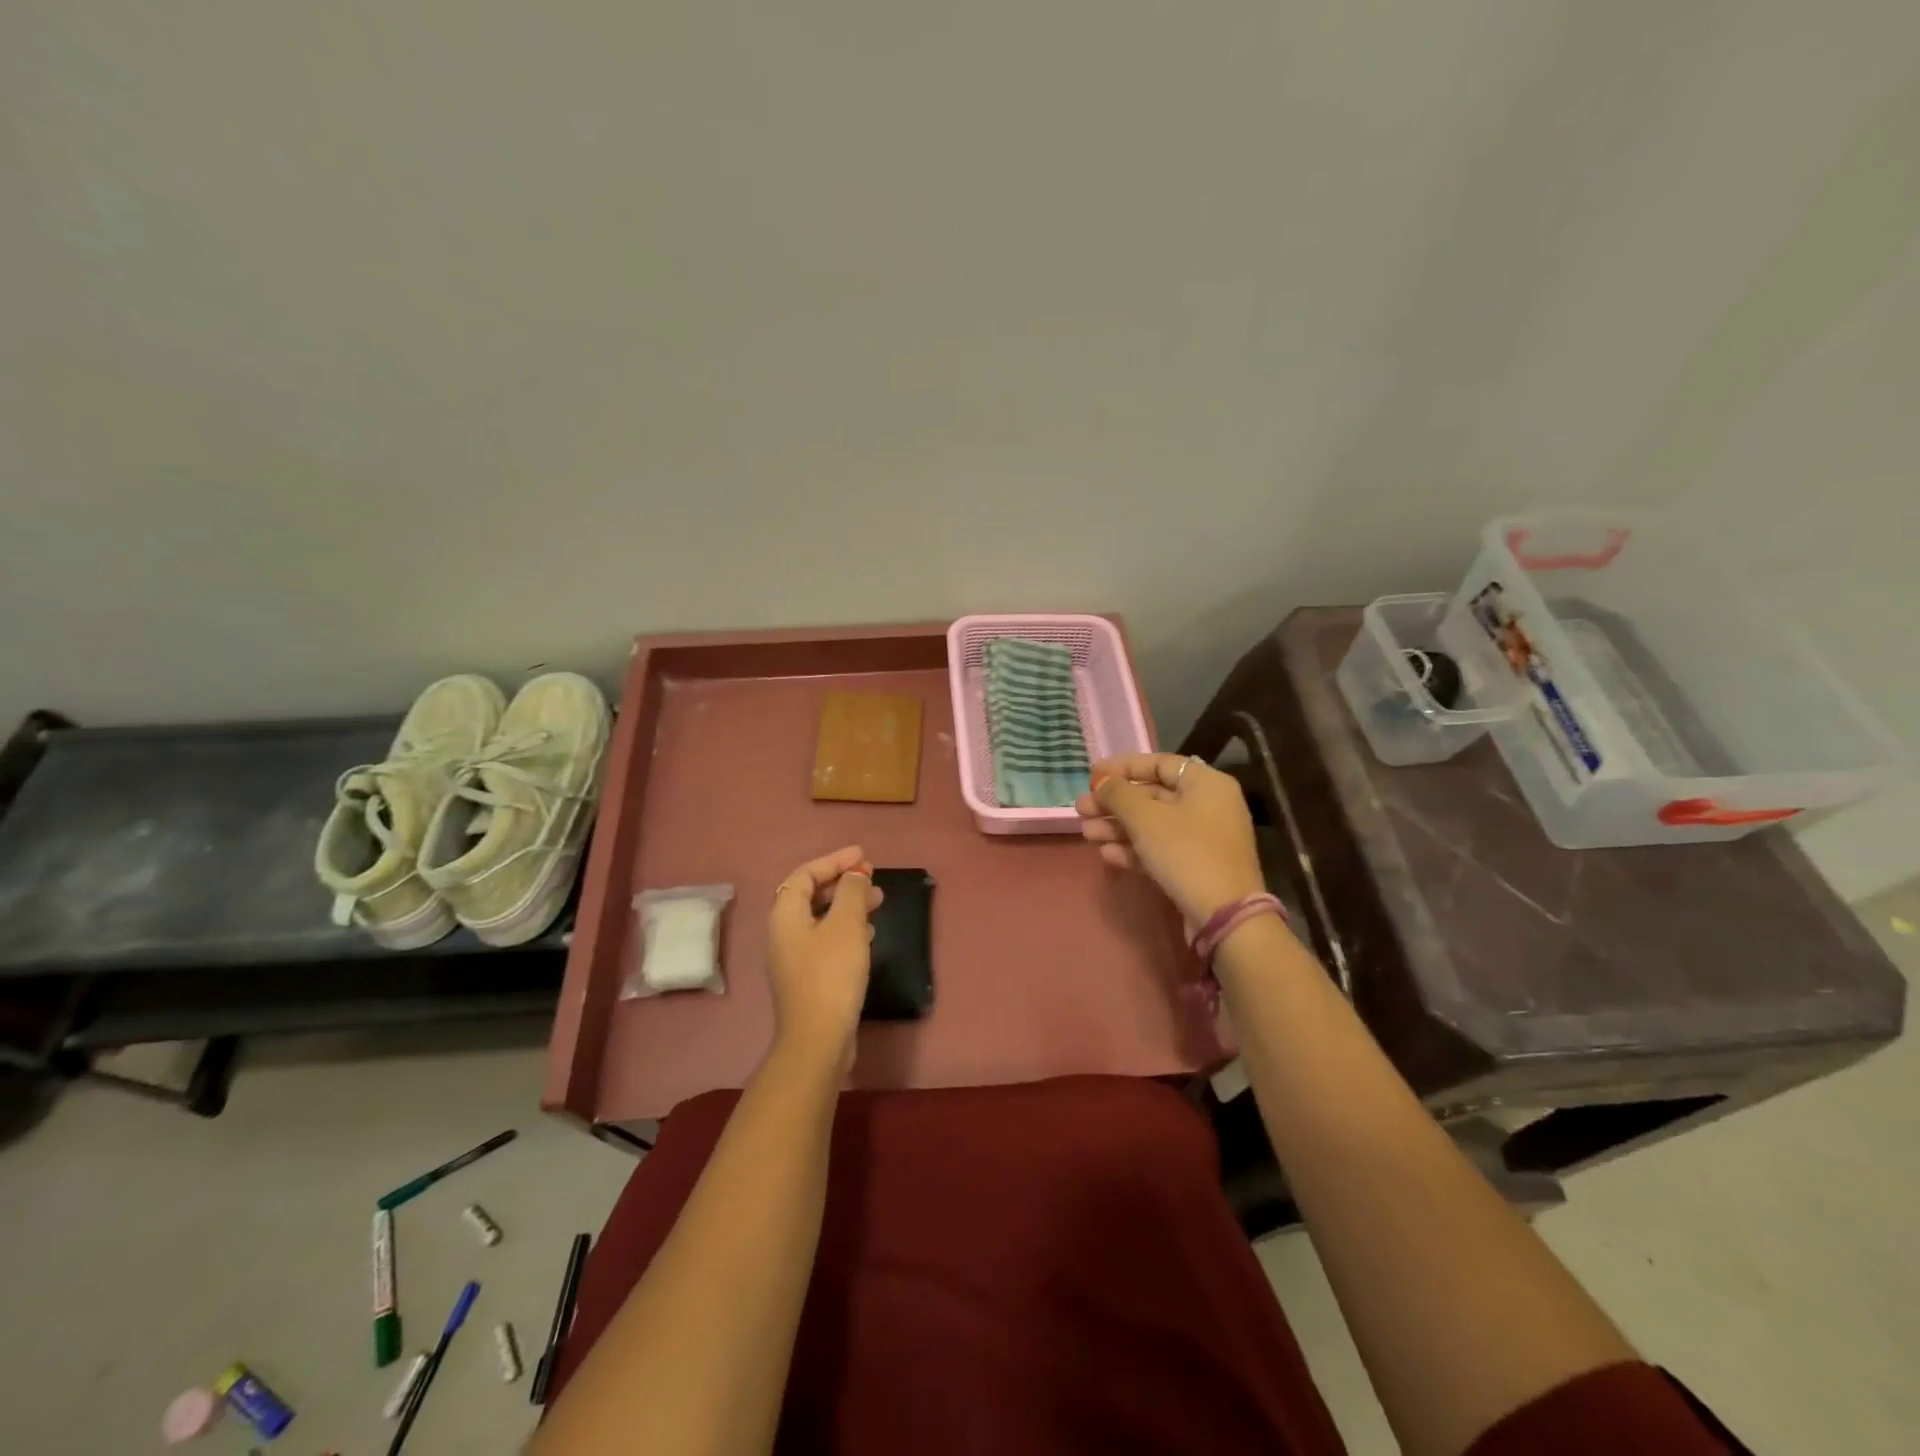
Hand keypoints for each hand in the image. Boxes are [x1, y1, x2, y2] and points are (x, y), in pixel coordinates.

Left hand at [766, 845, 882, 1075]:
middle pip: (811, 894)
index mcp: (785, 914)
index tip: (863, 856)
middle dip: (842, 882)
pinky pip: (825, 939)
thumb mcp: (847, 925)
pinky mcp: (806, 977)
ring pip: (821, 918)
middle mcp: (783, 932)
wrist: (818, 1039)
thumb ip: (852, 892)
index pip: (806, 873)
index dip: (834, 860)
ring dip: (848, 905)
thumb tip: (855, 874)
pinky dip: (846, 928)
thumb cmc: (832, 974)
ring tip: (878, 903)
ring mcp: (793, 957)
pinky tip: (868, 935)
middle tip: (872, 878)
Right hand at [1075, 753, 1265, 930]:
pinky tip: (1106, 854)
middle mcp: (1208, 806)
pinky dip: (1133, 849)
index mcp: (1206, 783)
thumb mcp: (1145, 817)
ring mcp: (1203, 839)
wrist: (1223, 916)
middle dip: (1113, 803)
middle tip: (1081, 809)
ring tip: (1086, 833)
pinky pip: (1159, 850)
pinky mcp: (1195, 868)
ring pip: (1152, 825)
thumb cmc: (1185, 852)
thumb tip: (1102, 781)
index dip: (1122, 768)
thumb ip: (1118, 793)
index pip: (1159, 763)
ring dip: (1117, 827)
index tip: (1092, 777)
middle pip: (1152, 796)